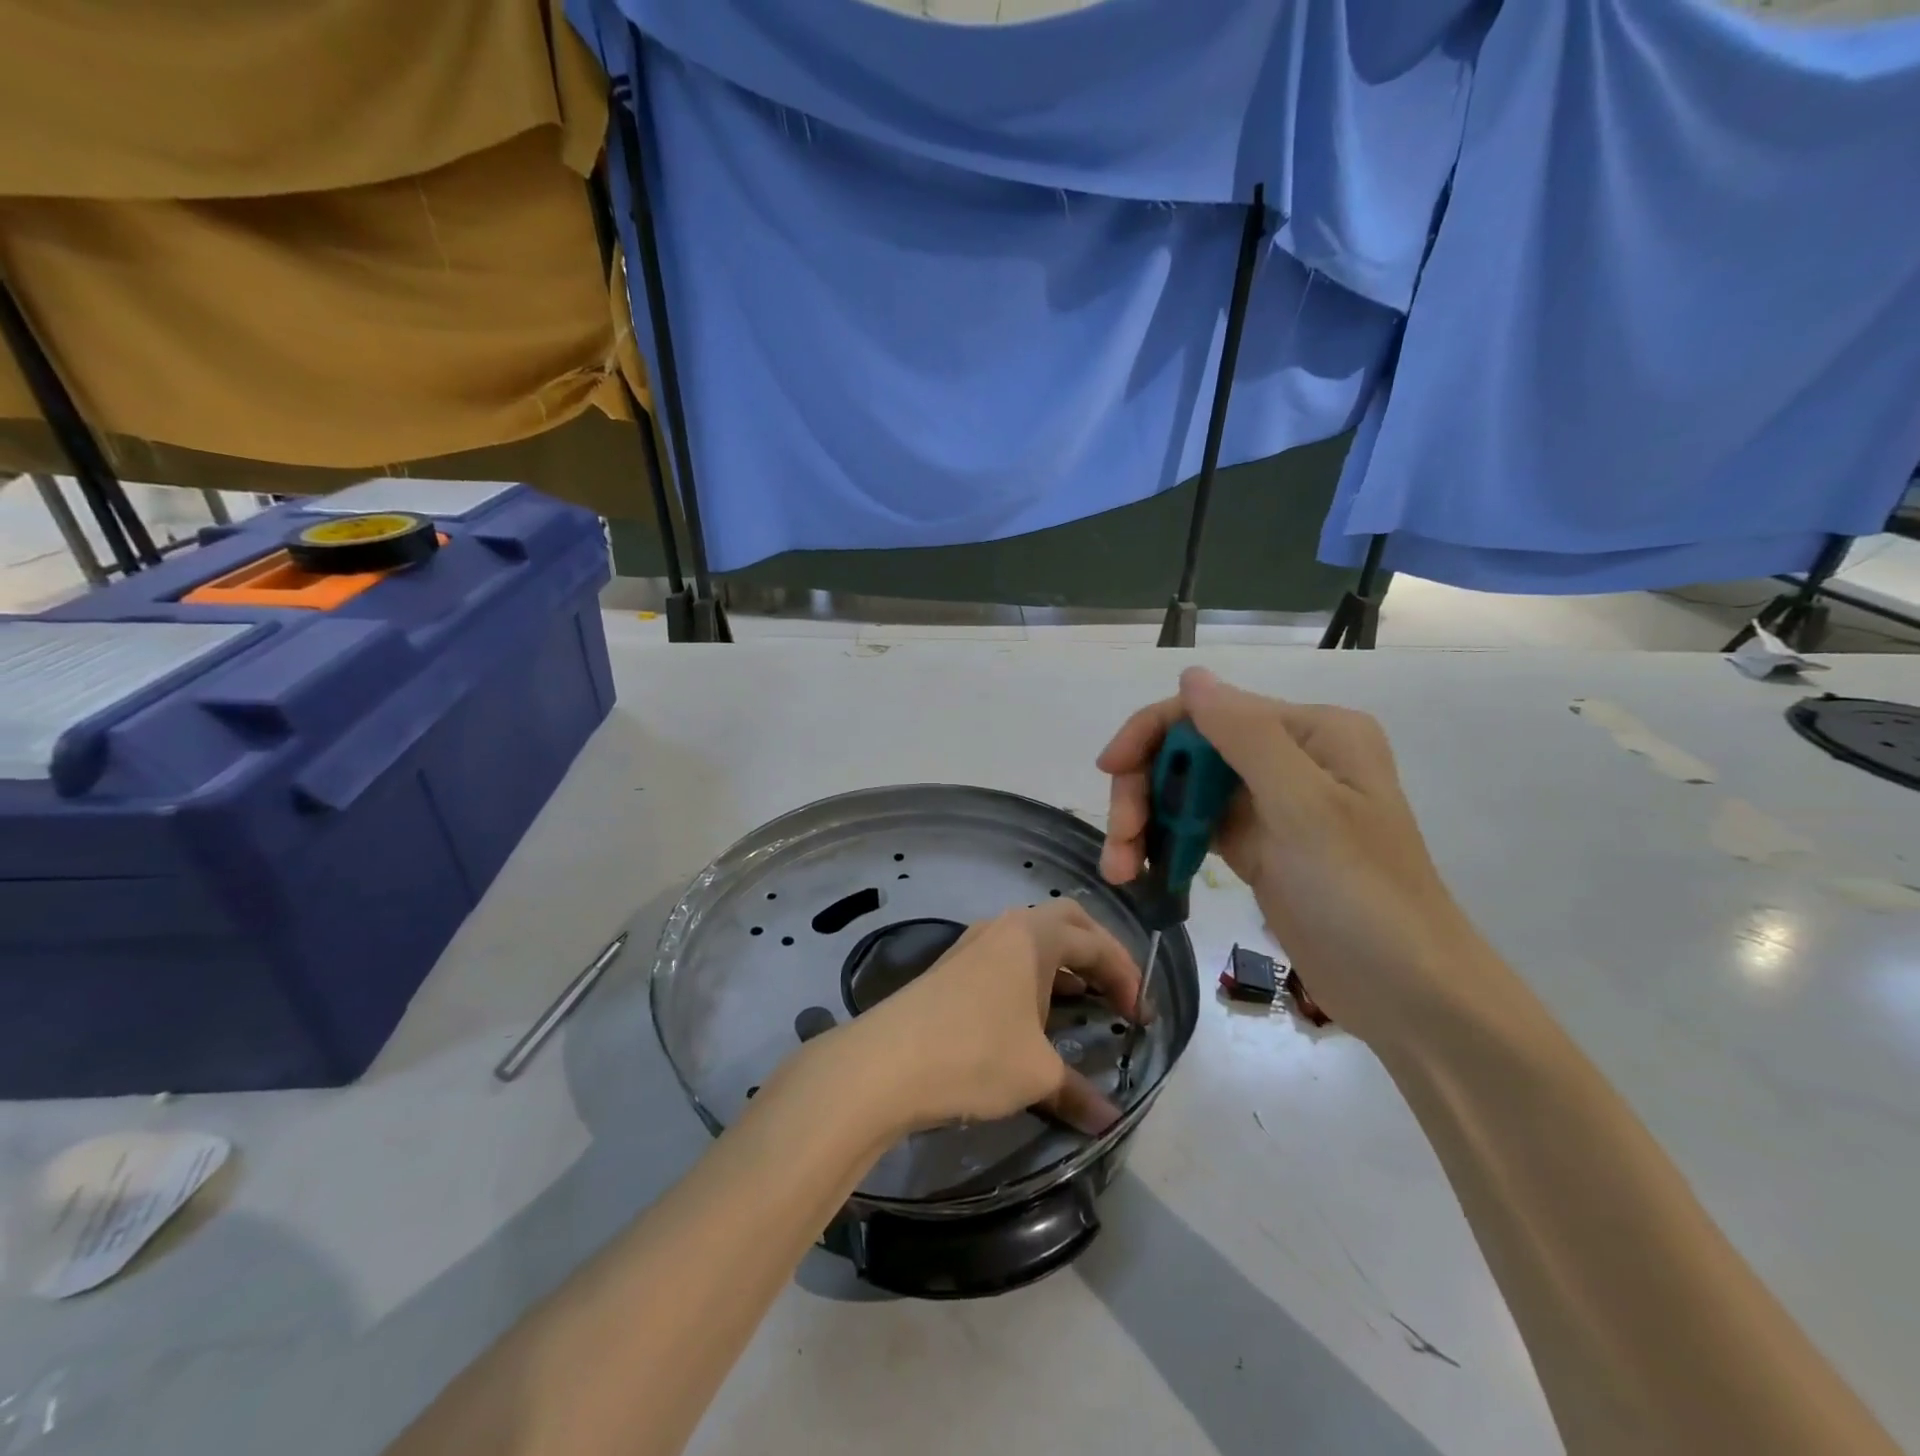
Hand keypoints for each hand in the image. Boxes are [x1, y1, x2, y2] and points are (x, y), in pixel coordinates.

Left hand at [849, 901, 1143, 1137]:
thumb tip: (1109, 1121)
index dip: (1128, 977)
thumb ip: (1079, 1092)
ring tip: (1083, 1000)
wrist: (885, 1063)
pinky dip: (1034, 974)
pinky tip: (1035, 1011)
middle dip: (1099, 952)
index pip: (1097, 944)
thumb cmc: (974, 1054)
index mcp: (1034, 936)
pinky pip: (1008, 956)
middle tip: (1118, 990)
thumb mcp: (1036, 1075)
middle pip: (1067, 922)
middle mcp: (1006, 927)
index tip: (1143, 1017)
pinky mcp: (953, 966)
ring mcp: (974, 943)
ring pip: (1033, 938)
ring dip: (1064, 963)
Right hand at [1098, 667, 1507, 1051]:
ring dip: (1146, 824)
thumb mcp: (1303, 808)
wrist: (1408, 995)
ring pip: (1184, 792)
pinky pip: (1195, 828)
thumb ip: (1244, 735)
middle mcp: (1289, 756)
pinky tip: (1144, 873)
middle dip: (1144, 791)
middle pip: (1188, 752)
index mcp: (1310, 732)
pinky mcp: (1256, 845)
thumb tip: (1190, 675)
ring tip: (1122, 872)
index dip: (1150, 734)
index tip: (1108, 772)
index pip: (1208, 711)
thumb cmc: (1361, 896)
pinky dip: (1165, 845)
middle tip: (1119, 845)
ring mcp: (1271, 803)